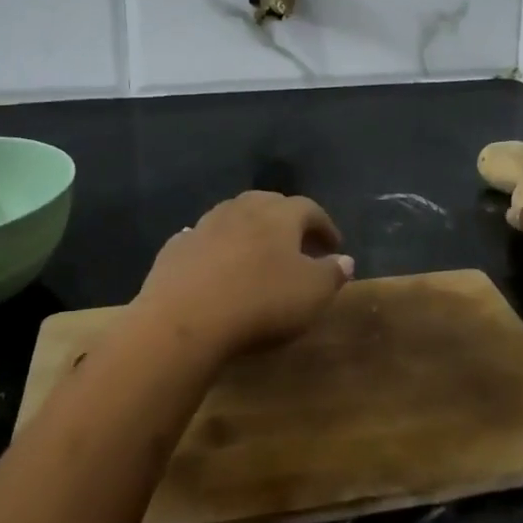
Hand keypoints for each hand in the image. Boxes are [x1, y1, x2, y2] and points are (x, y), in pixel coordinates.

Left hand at [133, 192, 354, 357]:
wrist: (185, 319)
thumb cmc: (261, 302)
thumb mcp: (312, 293)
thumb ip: (332, 273)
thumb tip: (345, 259)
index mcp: (280, 214)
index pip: (309, 209)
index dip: (324, 226)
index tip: (334, 246)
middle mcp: (243, 208)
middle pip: (269, 204)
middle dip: (286, 221)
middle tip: (296, 245)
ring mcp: (205, 224)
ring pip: (233, 217)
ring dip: (249, 230)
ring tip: (257, 253)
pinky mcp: (176, 247)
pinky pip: (204, 240)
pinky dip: (216, 248)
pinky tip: (216, 267)